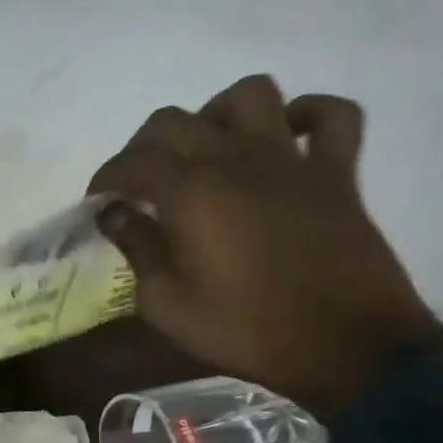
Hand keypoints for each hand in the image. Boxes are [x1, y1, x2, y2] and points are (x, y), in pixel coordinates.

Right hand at [90, 74, 442, 418]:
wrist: (345, 347)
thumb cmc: (245, 329)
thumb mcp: (167, 304)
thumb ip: (137, 249)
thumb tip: (115, 215)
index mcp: (191, 192)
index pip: (132, 162)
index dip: (105, 178)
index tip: (97, 203)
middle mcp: (236, 158)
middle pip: (175, 121)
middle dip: (142, 147)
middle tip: (138, 184)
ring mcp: (291, 159)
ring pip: (249, 95)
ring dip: (216, 114)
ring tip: (206, 150)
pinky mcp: (337, 172)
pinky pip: (332, 116)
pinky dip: (307, 116)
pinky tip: (284, 138)